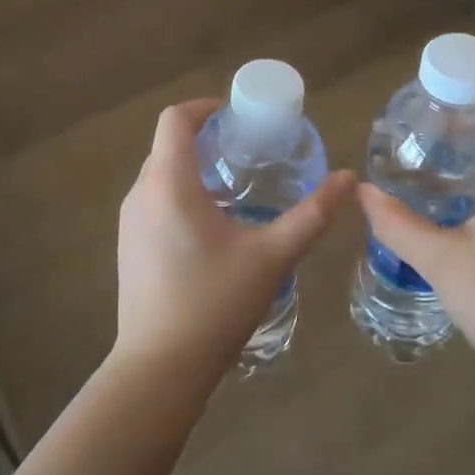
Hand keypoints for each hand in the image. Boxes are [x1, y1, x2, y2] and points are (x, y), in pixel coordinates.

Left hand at [116, 99, 354, 382]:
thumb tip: (347, 179)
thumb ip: (312, 215)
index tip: (236, 116)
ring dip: (192, 169)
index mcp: (169, 184)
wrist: (161, 367)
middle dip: (204, 139)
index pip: (175, 119)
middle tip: (246, 151)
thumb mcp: (272, 256)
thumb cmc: (216, 303)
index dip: (204, 107)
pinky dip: (179, 195)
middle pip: (167, 146)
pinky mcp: (127, 248)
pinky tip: (210, 227)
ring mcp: (128, 223)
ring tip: (234, 187)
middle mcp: (140, 195)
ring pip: (159, 175)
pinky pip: (152, 202)